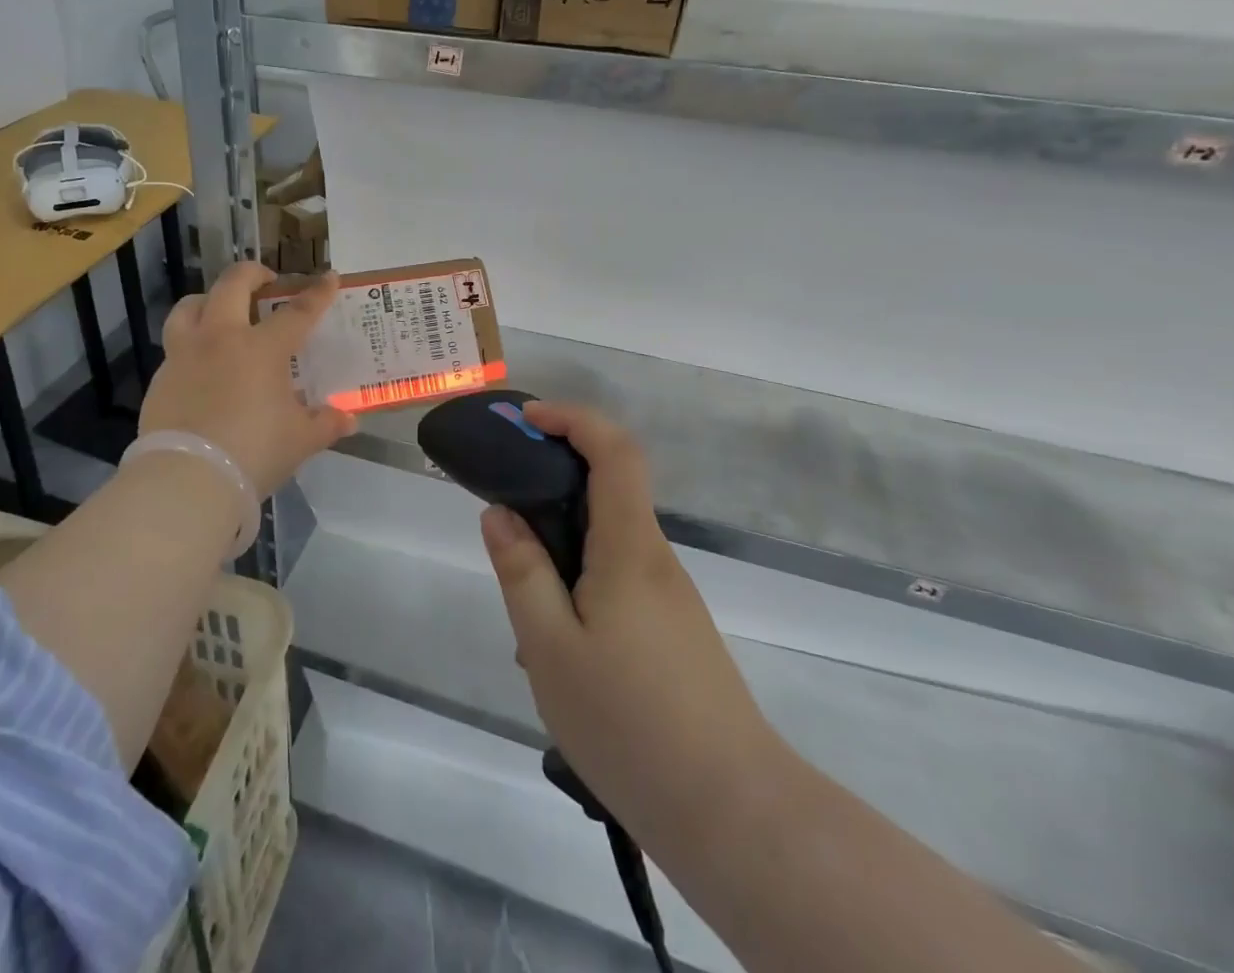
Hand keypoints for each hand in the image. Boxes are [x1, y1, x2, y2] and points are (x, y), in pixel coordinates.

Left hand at [138, 261, 355, 497]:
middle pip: (232, 285)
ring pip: (190, 307)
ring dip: (208, 300)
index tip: (329, 278)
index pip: (297, 312)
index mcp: (261, 348)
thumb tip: (348, 419)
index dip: (317, 293)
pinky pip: (175, 348)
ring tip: (219, 310)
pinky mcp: (161, 378)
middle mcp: (221, 339)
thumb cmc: (254, 452)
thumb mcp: (300, 440)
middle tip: (265, 281)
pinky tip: (200, 367)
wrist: (188, 479)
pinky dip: (191, 346)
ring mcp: (184, 355)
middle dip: (252, 273)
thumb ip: (325, 424)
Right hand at [480, 402, 781, 848]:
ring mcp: (670, 597)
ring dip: (561, 546)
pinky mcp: (674, 631)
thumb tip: (499, 513)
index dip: (573, 419)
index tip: (528, 421)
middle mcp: (655, 559)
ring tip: (522, 609)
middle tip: (503, 515)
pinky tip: (558, 648)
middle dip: (553, 482)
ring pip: (608, 542)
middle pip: (609, 489)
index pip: (615, 451)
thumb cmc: (630, 723)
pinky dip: (580, 583)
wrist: (734, 814)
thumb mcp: (550, 648)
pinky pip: (618, 580)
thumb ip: (522, 572)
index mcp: (629, 547)